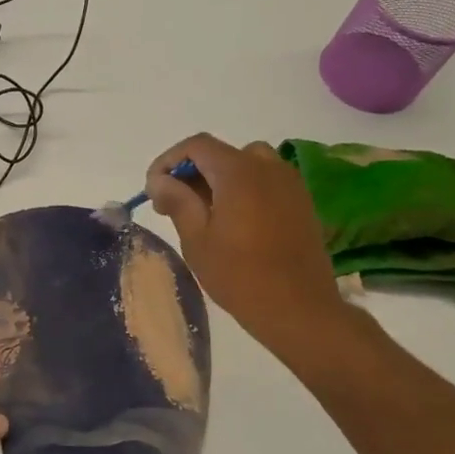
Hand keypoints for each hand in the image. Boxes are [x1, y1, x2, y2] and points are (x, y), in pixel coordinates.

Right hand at [145, 133, 353, 365]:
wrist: (298, 308)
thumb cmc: (239, 274)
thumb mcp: (196, 238)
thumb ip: (177, 200)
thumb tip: (159, 180)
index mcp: (239, 171)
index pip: (196, 145)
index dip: (169, 161)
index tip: (154, 189)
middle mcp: (268, 167)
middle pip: (221, 153)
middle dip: (191, 172)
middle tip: (172, 205)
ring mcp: (289, 183)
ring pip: (245, 164)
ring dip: (218, 179)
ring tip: (203, 212)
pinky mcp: (301, 202)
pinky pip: (265, 181)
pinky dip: (243, 189)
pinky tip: (233, 221)